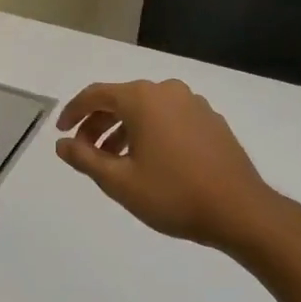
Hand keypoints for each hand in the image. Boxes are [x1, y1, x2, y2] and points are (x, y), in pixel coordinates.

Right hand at [55, 79, 282, 253]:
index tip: (61, 132)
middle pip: (121, 99)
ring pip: (147, 110)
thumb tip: (62, 143)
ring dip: (124, 130)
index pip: (96, 94)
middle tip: (85, 152)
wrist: (239, 210)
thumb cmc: (173, 194)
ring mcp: (194, 104)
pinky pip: (169, 118)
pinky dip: (150, 132)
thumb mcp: (119, 181)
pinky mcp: (211, 120)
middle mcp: (168, 91)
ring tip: (114, 162)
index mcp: (142, 99)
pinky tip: (150, 161)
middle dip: (98, 124)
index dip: (73, 112)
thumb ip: (85, 158)